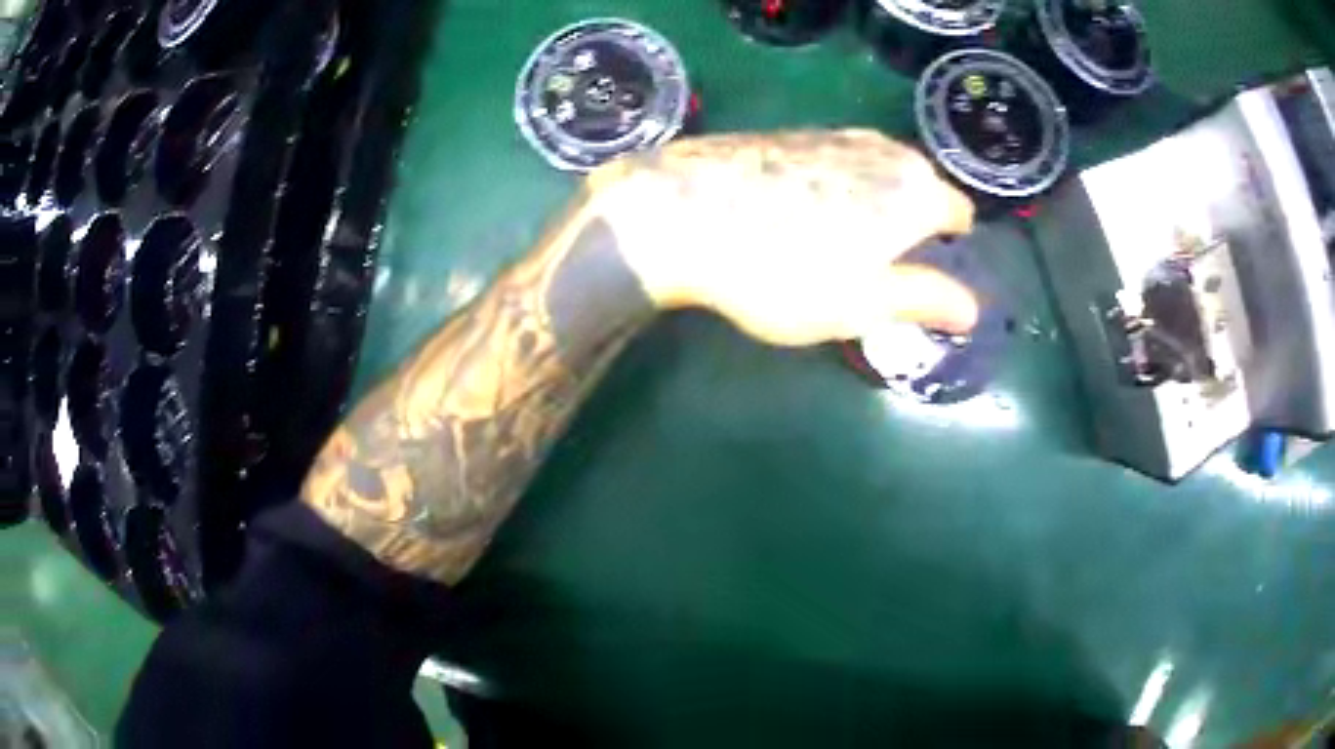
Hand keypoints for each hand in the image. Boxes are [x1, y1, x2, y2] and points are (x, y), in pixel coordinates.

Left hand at [590, 130, 977, 346]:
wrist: (680, 212)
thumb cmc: (781, 270)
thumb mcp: (862, 303)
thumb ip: (925, 299)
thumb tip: (972, 307)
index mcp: (914, 189)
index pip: (958, 212)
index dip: (949, 243)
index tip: (922, 271)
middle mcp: (883, 150)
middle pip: (919, 186)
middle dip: (912, 221)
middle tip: (877, 264)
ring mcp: (834, 134)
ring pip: (877, 171)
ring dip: (873, 201)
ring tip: (839, 241)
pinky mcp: (791, 133)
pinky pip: (835, 162)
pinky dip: (835, 186)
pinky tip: (798, 212)